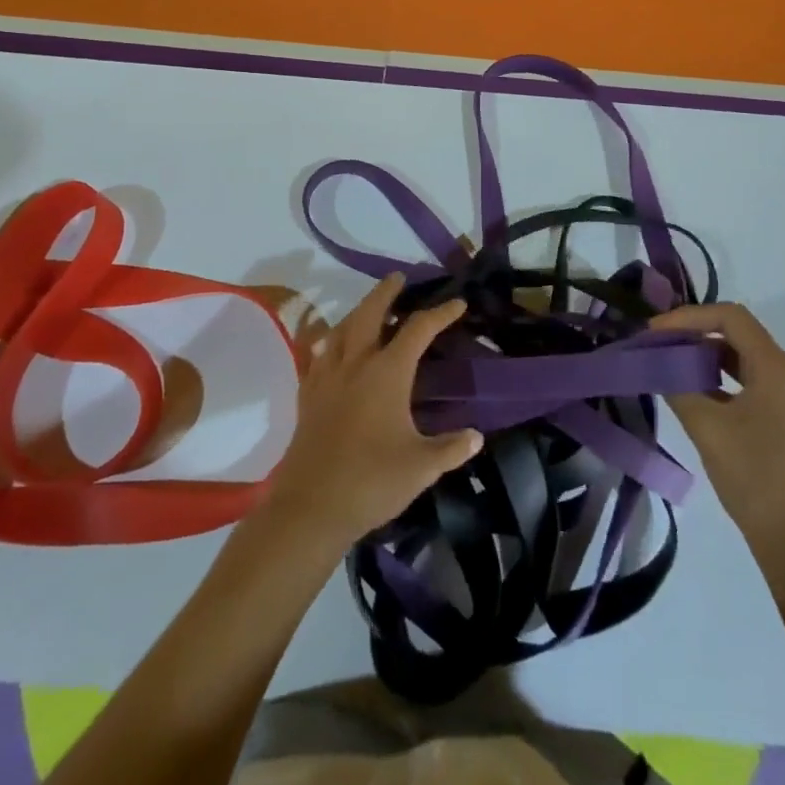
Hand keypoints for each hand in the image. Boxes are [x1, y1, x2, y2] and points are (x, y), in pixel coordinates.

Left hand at [262, 274, 482, 552]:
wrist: (311, 507)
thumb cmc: (372, 481)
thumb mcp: (421, 467)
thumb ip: (451, 448)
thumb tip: (476, 436)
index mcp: (387, 372)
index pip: (418, 329)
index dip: (440, 313)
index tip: (457, 304)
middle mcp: (356, 363)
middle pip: (370, 313)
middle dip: (386, 292)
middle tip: (398, 277)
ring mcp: (327, 377)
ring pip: (341, 329)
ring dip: (357, 311)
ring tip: (368, 308)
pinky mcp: (308, 396)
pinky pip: (318, 355)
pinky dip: (328, 342)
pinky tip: (330, 346)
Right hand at [649, 303, 784, 593]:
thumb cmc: (754, 478)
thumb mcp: (707, 427)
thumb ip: (676, 385)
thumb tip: (653, 361)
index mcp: (775, 368)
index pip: (729, 317)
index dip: (688, 317)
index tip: (655, 332)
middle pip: (736, 332)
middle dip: (693, 332)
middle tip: (657, 343)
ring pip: (740, 356)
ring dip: (703, 354)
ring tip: (669, 362)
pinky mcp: (782, 418)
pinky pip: (746, 380)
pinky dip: (717, 376)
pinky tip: (691, 390)